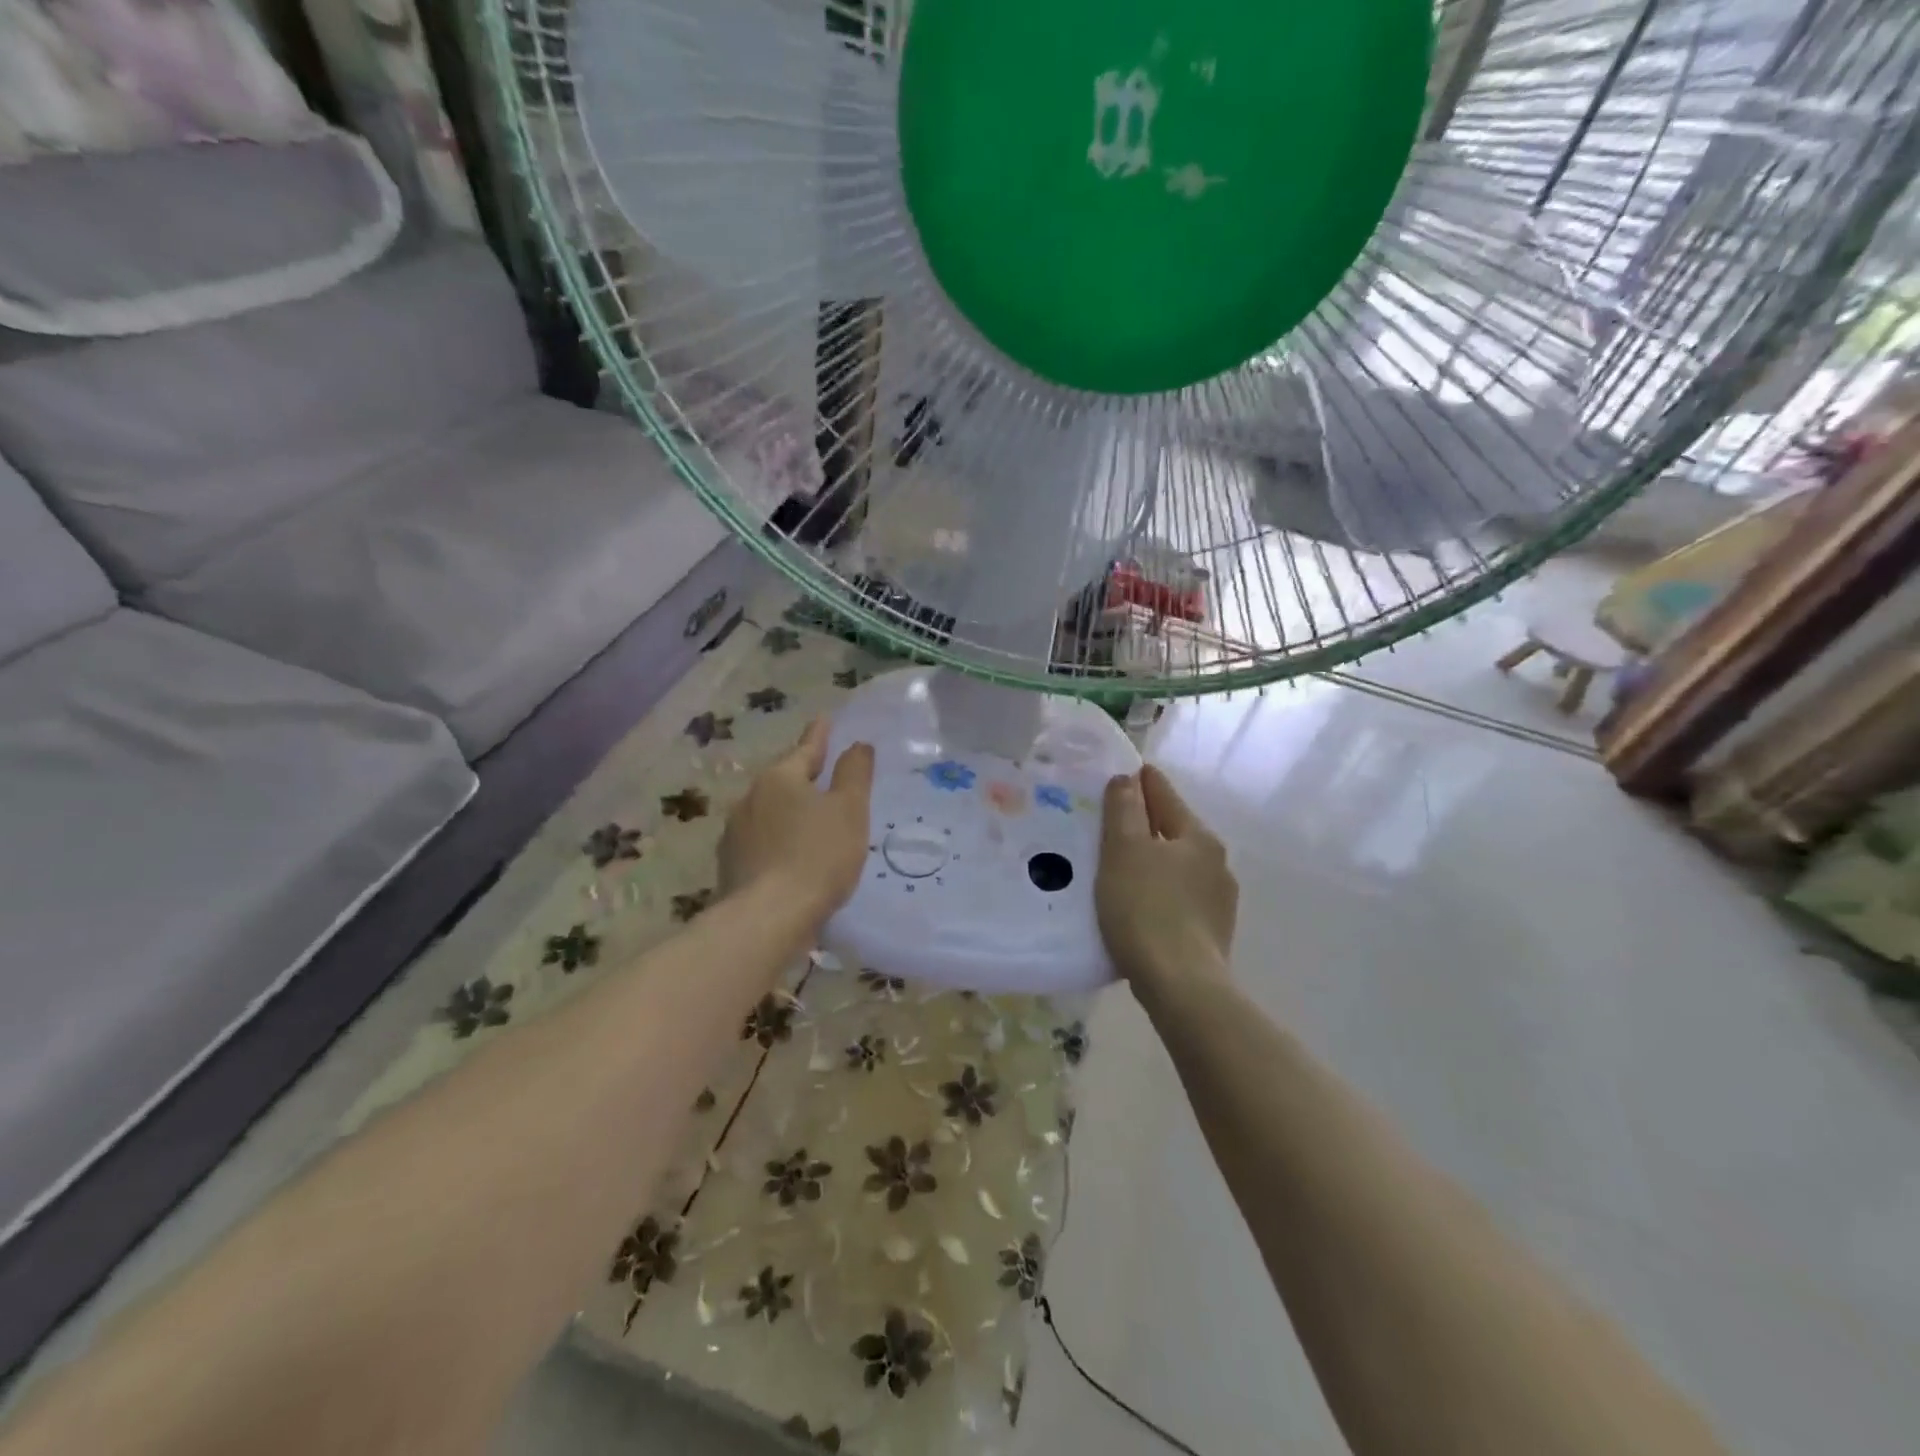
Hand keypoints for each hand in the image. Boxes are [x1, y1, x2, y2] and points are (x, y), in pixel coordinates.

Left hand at [719, 719, 874, 926]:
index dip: (819, 736)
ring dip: (788, 812)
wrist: (767, 918)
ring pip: (768, 812)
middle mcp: (750, 798)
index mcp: (780, 779)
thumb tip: (857, 744)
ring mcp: (735, 834)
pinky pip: (761, 842)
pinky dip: (778, 842)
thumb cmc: (817, 856)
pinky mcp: (730, 866)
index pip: (806, 749)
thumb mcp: (849, 810)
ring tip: (808, 820)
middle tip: (823, 772)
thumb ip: (854, 774)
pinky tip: (789, 857)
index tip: (824, 719)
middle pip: (783, 780)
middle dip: (802, 776)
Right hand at [1096, 765, 1237, 1003]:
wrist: (1181, 986)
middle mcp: (1216, 862)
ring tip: (1119, 868)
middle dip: (1144, 823)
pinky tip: (1139, 905)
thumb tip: (1127, 778)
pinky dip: (1159, 891)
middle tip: (1108, 824)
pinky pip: (1179, 897)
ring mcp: (1218, 900)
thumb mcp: (1124, 851)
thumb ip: (1124, 810)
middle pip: (1173, 829)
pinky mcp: (1212, 932)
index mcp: (1198, 836)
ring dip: (1152, 860)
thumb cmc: (1146, 908)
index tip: (1121, 774)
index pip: (1164, 794)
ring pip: (1177, 865)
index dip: (1140, 782)